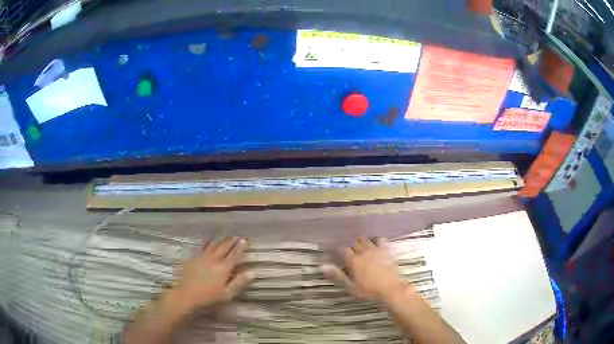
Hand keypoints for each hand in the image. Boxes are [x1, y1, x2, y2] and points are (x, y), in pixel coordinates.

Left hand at [171, 237, 253, 310]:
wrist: (186, 295)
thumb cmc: (209, 297)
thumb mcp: (227, 294)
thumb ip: (240, 282)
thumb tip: (253, 272)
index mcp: (223, 268)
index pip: (234, 255)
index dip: (240, 247)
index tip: (244, 240)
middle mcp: (213, 259)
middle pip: (223, 247)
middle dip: (231, 241)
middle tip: (236, 236)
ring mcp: (202, 257)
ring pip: (213, 245)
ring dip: (220, 239)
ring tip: (225, 235)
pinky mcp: (193, 258)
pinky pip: (201, 246)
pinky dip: (206, 242)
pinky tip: (208, 240)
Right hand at [322, 238, 407, 301]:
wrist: (391, 289)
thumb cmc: (369, 290)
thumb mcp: (350, 286)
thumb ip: (337, 275)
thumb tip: (322, 266)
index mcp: (353, 260)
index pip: (342, 249)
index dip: (336, 247)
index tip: (331, 248)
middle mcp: (363, 252)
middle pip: (354, 242)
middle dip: (348, 242)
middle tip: (344, 245)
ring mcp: (376, 250)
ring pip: (365, 240)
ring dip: (360, 240)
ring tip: (357, 242)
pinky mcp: (386, 251)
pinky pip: (379, 240)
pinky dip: (375, 239)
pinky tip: (374, 241)